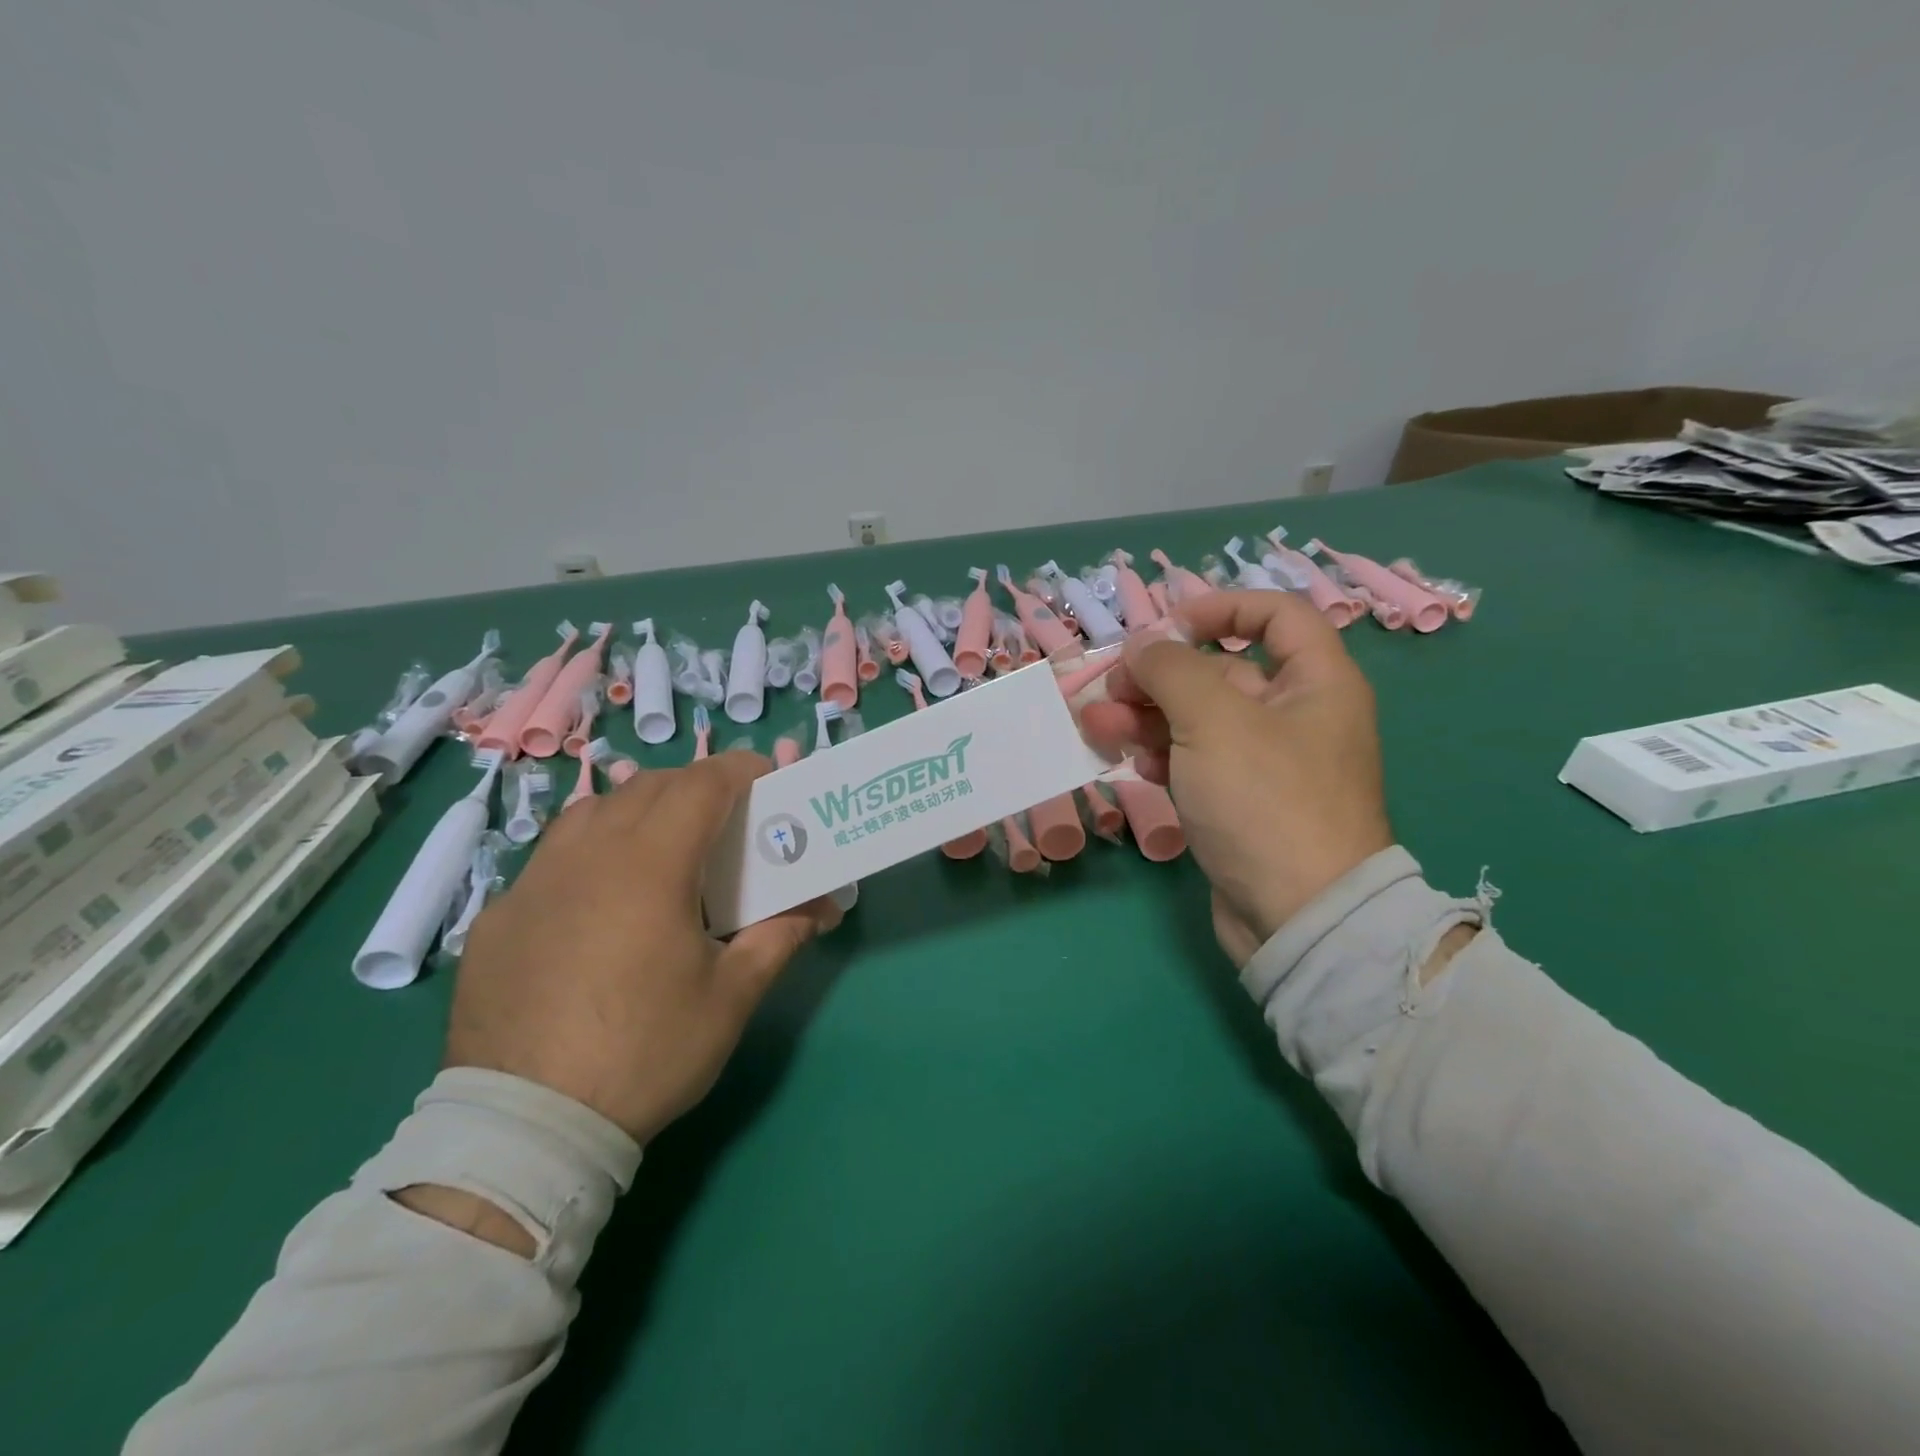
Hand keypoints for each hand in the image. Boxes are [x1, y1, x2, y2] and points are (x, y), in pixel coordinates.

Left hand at [443, 752, 840, 1144]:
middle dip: (696, 786)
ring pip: (593, 811)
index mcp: (650, 866)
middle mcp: (588, 855)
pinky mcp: (499, 917)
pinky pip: (553, 857)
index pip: (701, 785)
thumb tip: (819, 909)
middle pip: (649, 787)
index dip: (740, 769)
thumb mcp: (730, 998)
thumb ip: (778, 938)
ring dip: (639, 810)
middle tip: (726, 818)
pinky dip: (592, 852)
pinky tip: (600, 902)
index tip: (768, 778)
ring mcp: (534, 883)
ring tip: (663, 848)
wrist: (528, 1127)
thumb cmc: (646, 1052)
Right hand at [1080, 591, 1392, 963]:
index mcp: (1316, 682)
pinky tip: (1128, 759)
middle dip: (1160, 676)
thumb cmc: (1265, 800)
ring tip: (1097, 725)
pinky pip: (1194, 760)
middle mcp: (1295, 716)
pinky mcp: (1237, 802)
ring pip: (1197, 720)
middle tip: (1111, 689)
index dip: (1221, 608)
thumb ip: (1171, 670)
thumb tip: (1141, 646)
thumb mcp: (1214, 720)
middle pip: (1221, 672)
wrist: (1297, 916)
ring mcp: (1264, 763)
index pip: (1276, 615)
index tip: (1167, 625)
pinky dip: (1160, 753)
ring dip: (1146, 716)